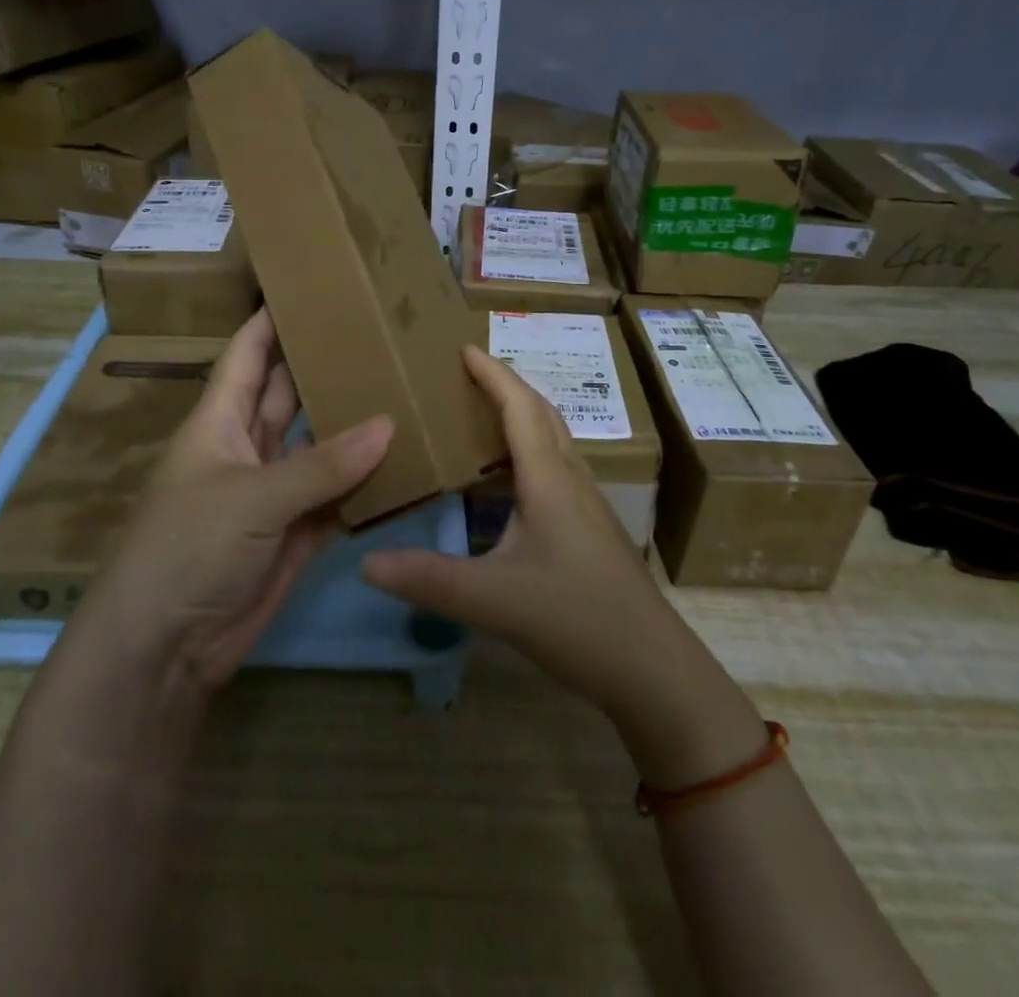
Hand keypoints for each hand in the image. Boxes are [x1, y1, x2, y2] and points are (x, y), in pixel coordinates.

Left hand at [78, 309, 391, 695]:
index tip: (310, 287)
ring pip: (318, 446)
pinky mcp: (293, 533)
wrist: (163, 650)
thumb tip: (387, 424)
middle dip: (323, 366)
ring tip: (401, 388)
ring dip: (352, 425)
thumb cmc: (188, 549)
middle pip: (289, 394)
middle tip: (375, 334)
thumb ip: (322, 465)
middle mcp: (246, 448)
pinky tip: (402, 462)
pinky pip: (335, 498)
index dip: (271, 320)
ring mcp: (272, 492)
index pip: (247, 356)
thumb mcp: (251, 498)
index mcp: (219, 422)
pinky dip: (364, 484)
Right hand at [361, 346, 764, 786]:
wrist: (653, 669)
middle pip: (543, 414)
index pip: (520, 408)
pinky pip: (558, 469)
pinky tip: (511, 481)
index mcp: (549, 480)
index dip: (493, 374)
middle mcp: (572, 481)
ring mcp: (588, 505)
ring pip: (555, 441)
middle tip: (470, 375)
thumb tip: (366, 561)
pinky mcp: (592, 530)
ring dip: (524, 416)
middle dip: (509, 386)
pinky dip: (532, 451)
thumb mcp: (492, 600)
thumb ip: (428, 579)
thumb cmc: (576, 619)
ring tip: (485, 416)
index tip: (464, 348)